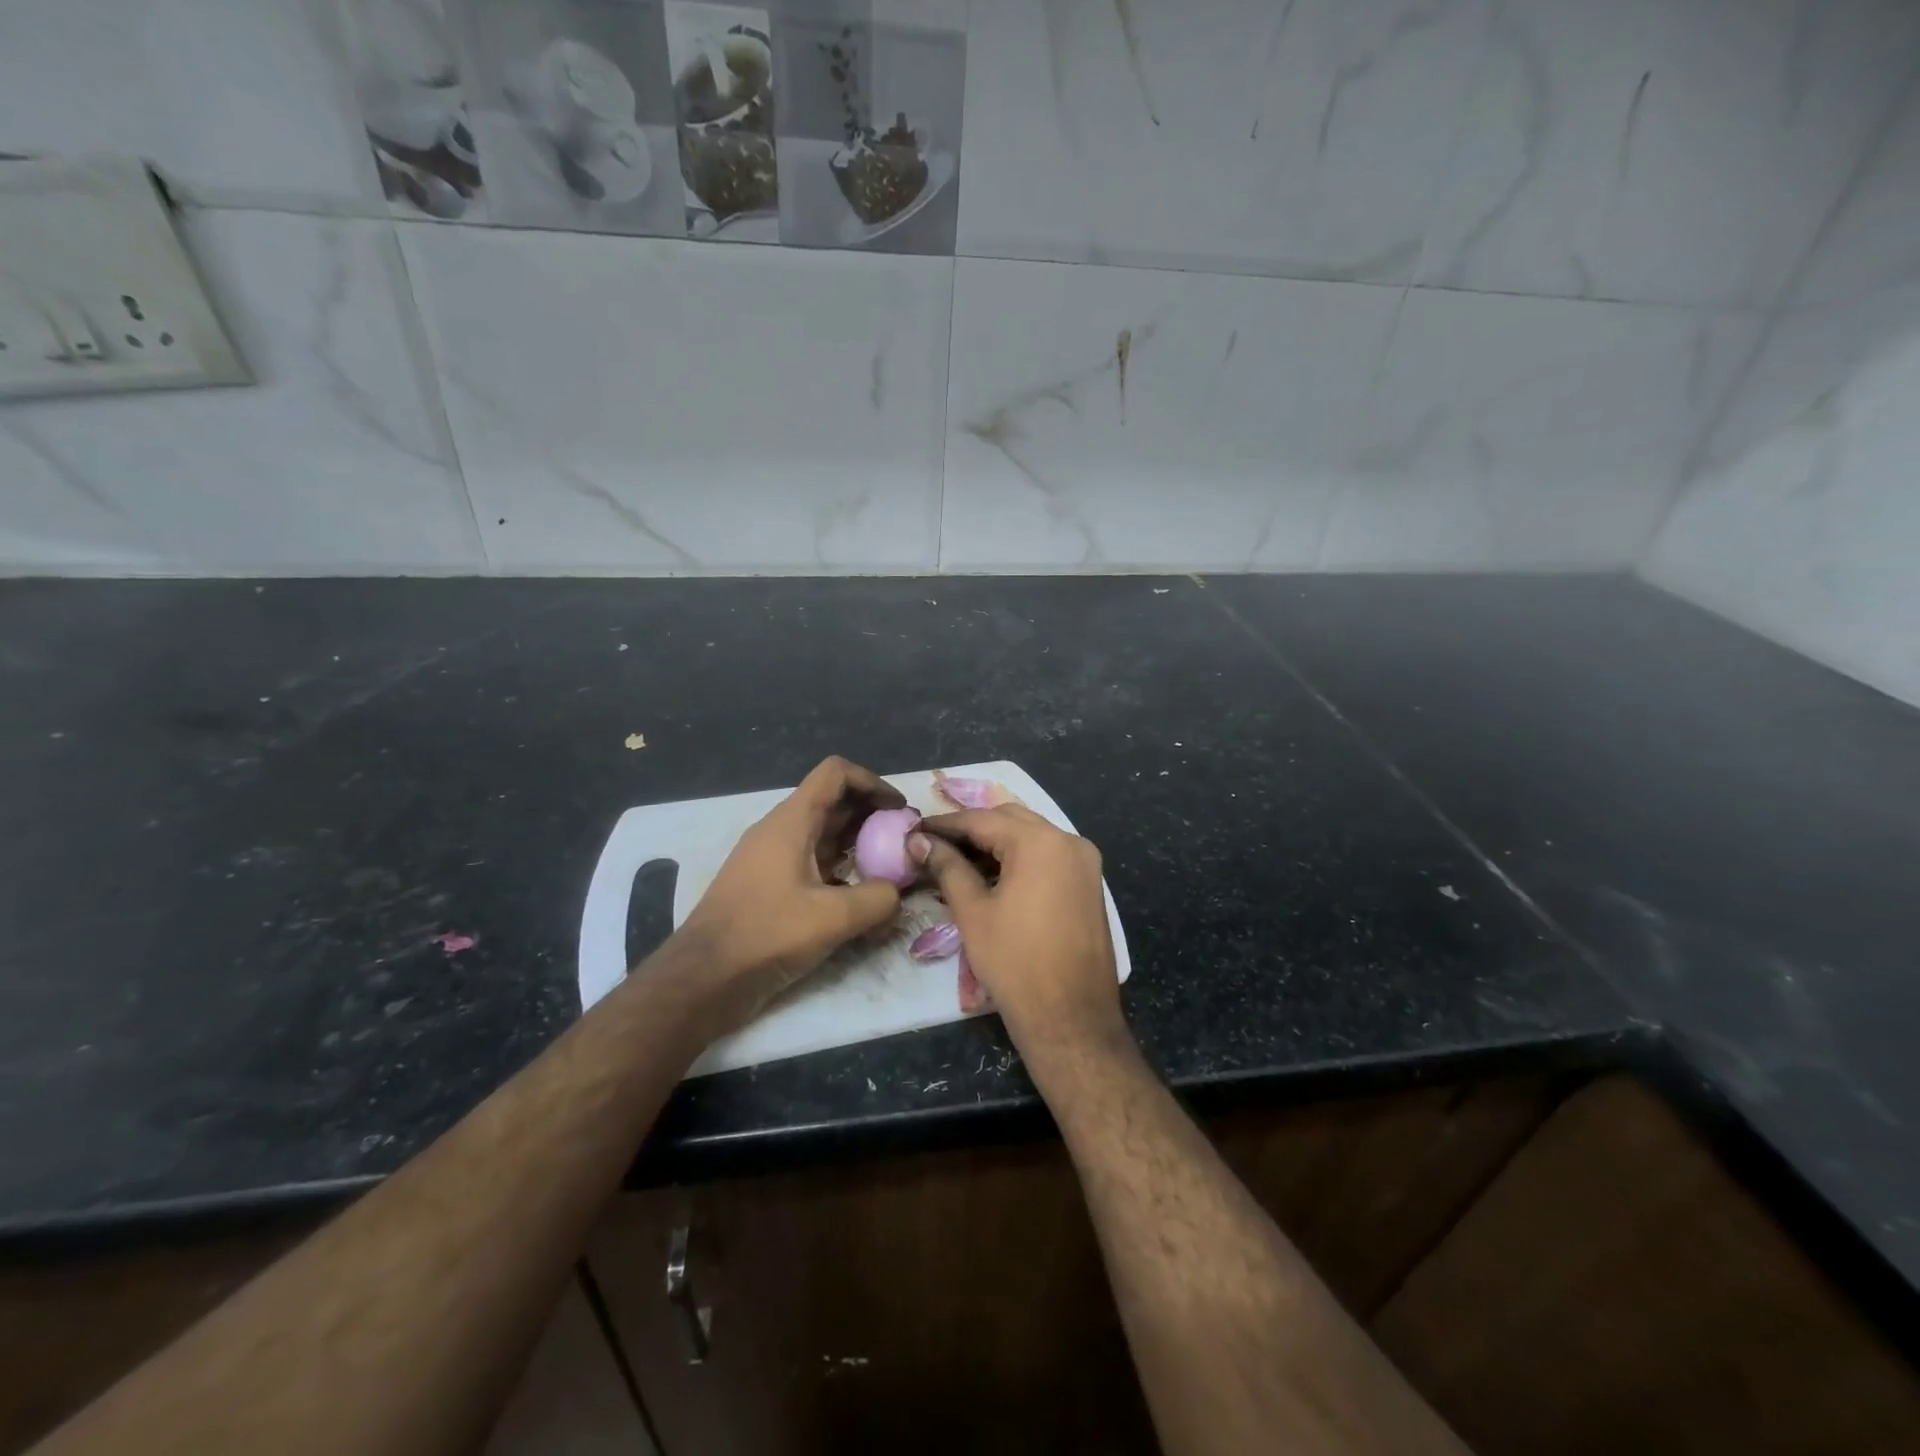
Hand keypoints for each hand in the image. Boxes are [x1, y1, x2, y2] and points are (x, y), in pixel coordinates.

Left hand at [677, 757, 906, 1026]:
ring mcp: (772, 860)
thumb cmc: (765, 935)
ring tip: (889, 872)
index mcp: (792, 821)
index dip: (873, 783)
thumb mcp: (833, 918)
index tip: (899, 811)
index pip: (836, 774)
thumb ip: (878, 899)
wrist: (702, 979)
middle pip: (834, 803)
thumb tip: (898, 894)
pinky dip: (840, 872)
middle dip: (873, 817)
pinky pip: (812, 865)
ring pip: (824, 836)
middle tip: (904, 843)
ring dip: (858, 846)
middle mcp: (781, 831)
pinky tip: (859, 901)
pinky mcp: (769, 888)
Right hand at [908, 806, 1126, 1056]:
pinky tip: (992, 876)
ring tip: (958, 861)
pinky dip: (1020, 859)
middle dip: (972, 829)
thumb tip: (920, 842)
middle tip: (935, 845)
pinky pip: (1049, 857)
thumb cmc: (1016, 964)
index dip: (945, 824)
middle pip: (1010, 820)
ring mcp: (1085, 863)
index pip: (982, 819)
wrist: (1072, 1019)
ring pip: (1032, 836)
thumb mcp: (973, 912)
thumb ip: (947, 867)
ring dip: (996, 843)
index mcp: (1040, 842)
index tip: (915, 830)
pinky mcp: (1089, 884)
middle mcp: (1069, 841)